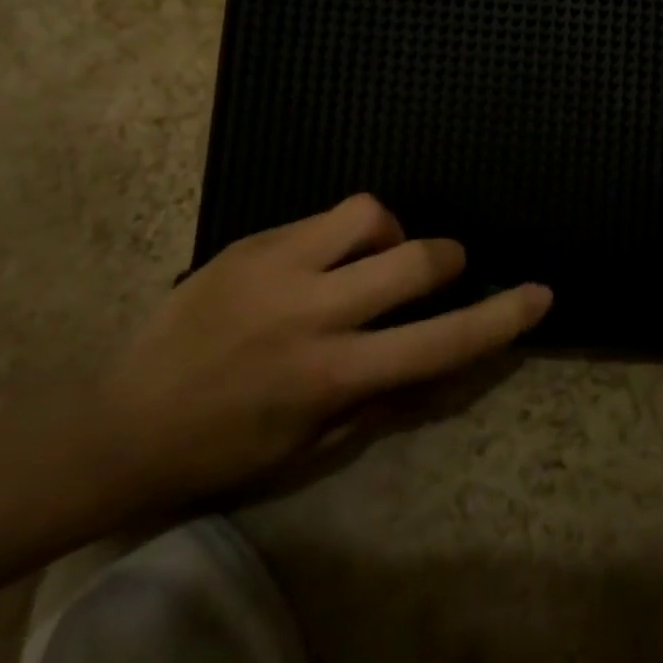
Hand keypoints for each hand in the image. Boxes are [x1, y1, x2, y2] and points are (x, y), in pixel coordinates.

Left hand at [98, 195, 549, 503]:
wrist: (123, 422)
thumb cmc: (228, 449)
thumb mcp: (317, 442)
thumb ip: (385, 394)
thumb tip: (440, 353)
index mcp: (334, 376)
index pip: (441, 341)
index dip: (500, 317)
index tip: (539, 294)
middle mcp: (314, 313)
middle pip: (415, 258)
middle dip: (445, 259)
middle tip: (437, 271)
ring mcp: (278, 268)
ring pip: (369, 213)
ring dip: (390, 233)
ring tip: (369, 259)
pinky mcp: (250, 244)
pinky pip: (322, 218)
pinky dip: (343, 234)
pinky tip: (320, 260)